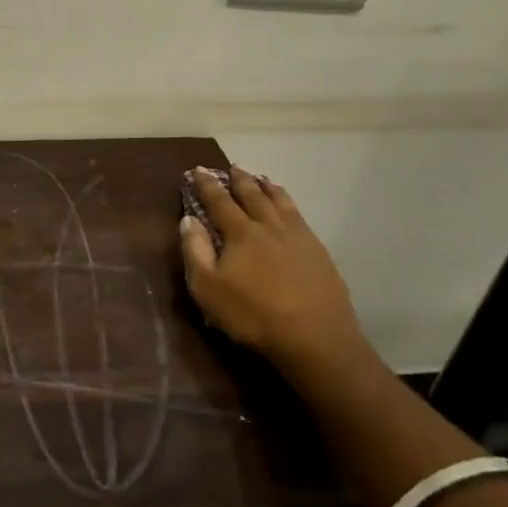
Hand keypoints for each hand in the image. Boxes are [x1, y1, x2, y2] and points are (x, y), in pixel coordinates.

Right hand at [179, 167, 368, 388]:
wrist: (316, 339)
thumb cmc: (254, 316)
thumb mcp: (209, 289)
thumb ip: (196, 251)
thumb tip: (189, 219)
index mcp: (241, 232)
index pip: (219, 201)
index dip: (207, 184)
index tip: (198, 170)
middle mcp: (269, 225)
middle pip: (252, 195)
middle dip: (239, 179)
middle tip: (232, 167)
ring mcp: (298, 236)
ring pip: (280, 201)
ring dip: (267, 187)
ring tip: (261, 178)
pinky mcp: (318, 251)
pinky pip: (299, 216)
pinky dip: (288, 203)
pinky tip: (289, 208)